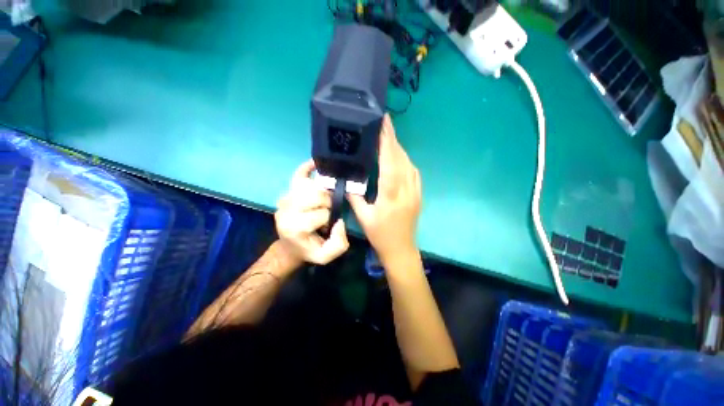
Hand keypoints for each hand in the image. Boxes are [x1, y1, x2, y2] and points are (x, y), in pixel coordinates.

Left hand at [275, 160, 349, 265]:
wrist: (289, 246)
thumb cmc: (308, 250)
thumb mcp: (326, 256)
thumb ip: (338, 243)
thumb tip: (339, 221)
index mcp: (295, 227)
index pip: (322, 213)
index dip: (330, 218)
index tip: (328, 225)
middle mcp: (287, 210)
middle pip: (317, 195)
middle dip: (328, 202)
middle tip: (329, 210)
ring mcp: (286, 198)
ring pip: (311, 185)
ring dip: (323, 191)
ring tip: (324, 199)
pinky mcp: (287, 192)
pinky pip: (298, 175)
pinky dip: (307, 167)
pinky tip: (316, 164)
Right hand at [348, 114, 420, 263]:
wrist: (401, 249)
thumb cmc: (380, 235)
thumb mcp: (363, 218)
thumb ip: (355, 197)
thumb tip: (348, 182)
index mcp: (390, 195)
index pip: (390, 163)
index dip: (387, 142)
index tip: (385, 124)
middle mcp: (405, 190)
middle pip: (401, 159)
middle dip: (393, 140)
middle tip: (385, 124)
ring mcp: (415, 192)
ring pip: (409, 164)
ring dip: (399, 150)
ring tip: (389, 139)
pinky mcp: (418, 195)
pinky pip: (413, 173)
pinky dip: (406, 161)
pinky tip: (399, 158)